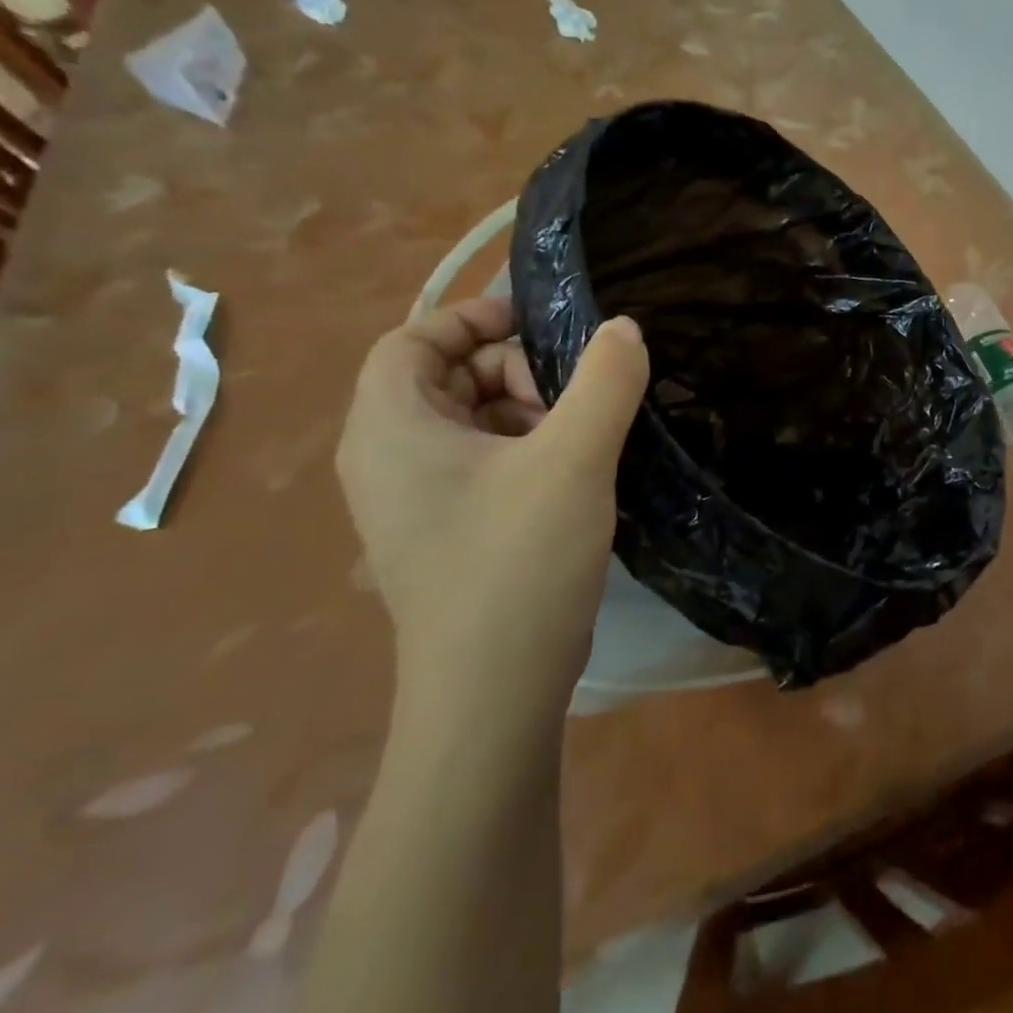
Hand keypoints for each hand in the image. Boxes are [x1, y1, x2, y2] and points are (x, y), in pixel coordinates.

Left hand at [336, 296, 648, 712]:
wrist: (495, 693)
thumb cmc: (518, 561)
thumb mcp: (573, 458)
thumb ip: (604, 381)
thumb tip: (624, 328)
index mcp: (391, 428)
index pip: (411, 340)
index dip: (471, 319)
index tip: (538, 323)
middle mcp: (387, 459)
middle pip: (446, 377)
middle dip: (514, 370)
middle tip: (573, 394)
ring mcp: (415, 501)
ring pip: (471, 421)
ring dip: (528, 411)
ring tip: (581, 438)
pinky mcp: (446, 532)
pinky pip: (481, 463)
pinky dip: (526, 450)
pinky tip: (574, 473)